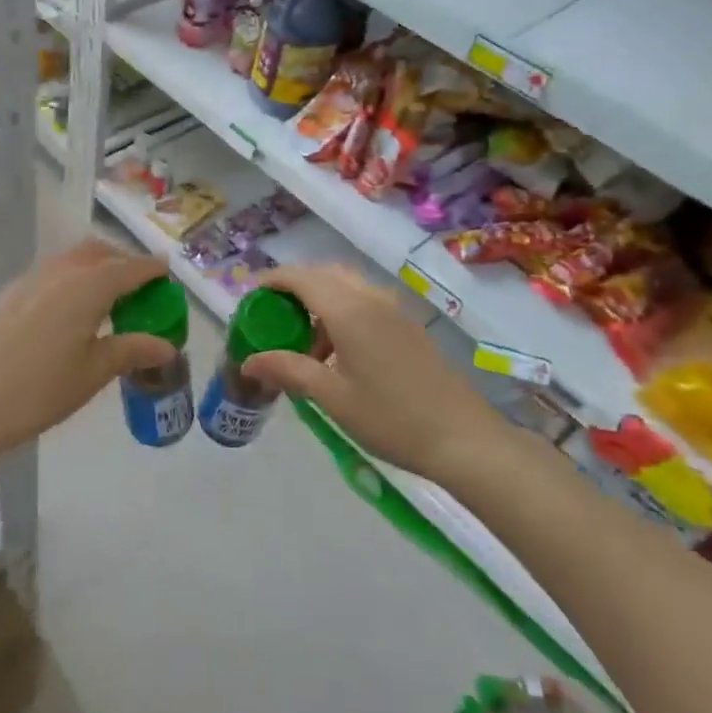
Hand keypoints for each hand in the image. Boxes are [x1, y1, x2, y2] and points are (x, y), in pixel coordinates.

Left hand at [0, 239, 175, 463]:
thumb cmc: (41, 389)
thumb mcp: (94, 372)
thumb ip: (133, 350)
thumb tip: (167, 345)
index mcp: (88, 287)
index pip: (129, 268)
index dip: (151, 269)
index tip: (167, 273)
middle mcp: (61, 271)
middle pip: (99, 252)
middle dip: (122, 260)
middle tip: (139, 284)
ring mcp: (31, 278)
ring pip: (72, 258)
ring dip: (95, 265)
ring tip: (107, 295)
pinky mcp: (11, 292)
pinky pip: (51, 271)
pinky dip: (71, 276)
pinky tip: (70, 307)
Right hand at [242, 264, 502, 478]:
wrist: (463, 438)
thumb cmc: (391, 418)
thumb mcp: (331, 397)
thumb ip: (288, 370)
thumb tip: (248, 362)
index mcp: (348, 310)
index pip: (300, 277)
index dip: (272, 281)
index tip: (250, 298)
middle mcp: (370, 298)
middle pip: (323, 274)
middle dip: (294, 288)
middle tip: (273, 318)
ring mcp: (393, 310)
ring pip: (345, 287)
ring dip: (319, 301)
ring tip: (304, 344)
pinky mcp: (407, 325)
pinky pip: (364, 302)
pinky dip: (341, 312)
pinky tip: (336, 353)